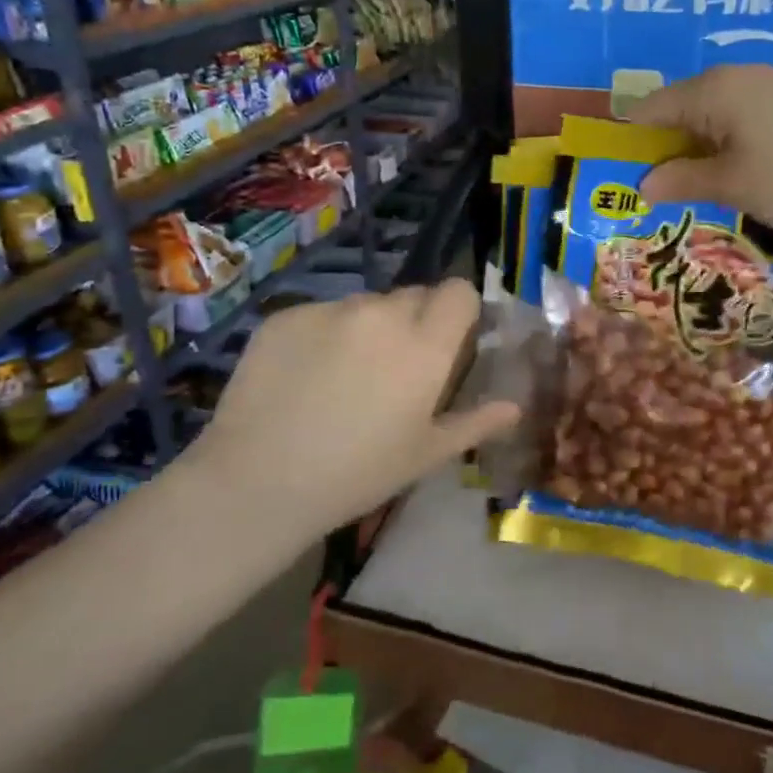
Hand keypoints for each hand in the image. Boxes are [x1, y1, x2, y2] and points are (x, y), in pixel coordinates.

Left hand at [194, 281, 519, 537]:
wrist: (257, 481)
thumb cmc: (356, 474)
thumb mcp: (425, 455)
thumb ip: (476, 422)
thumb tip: (514, 406)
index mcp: (424, 345)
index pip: (458, 291)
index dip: (459, 310)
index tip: (448, 340)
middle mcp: (382, 314)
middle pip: (413, 296)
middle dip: (414, 322)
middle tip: (395, 369)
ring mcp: (330, 310)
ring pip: (365, 305)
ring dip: (368, 328)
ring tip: (343, 377)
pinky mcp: (286, 315)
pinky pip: (321, 314)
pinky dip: (323, 335)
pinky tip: (304, 378)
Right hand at [631, 64, 772, 235]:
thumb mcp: (732, 186)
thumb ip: (682, 181)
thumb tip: (643, 184)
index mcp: (713, 90)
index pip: (651, 108)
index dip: (632, 140)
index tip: (622, 173)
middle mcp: (737, 76)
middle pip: (681, 107)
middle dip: (665, 145)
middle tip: (659, 186)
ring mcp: (769, 83)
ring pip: (713, 112)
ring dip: (698, 145)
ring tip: (696, 183)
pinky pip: (742, 114)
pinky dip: (728, 139)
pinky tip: (736, 168)